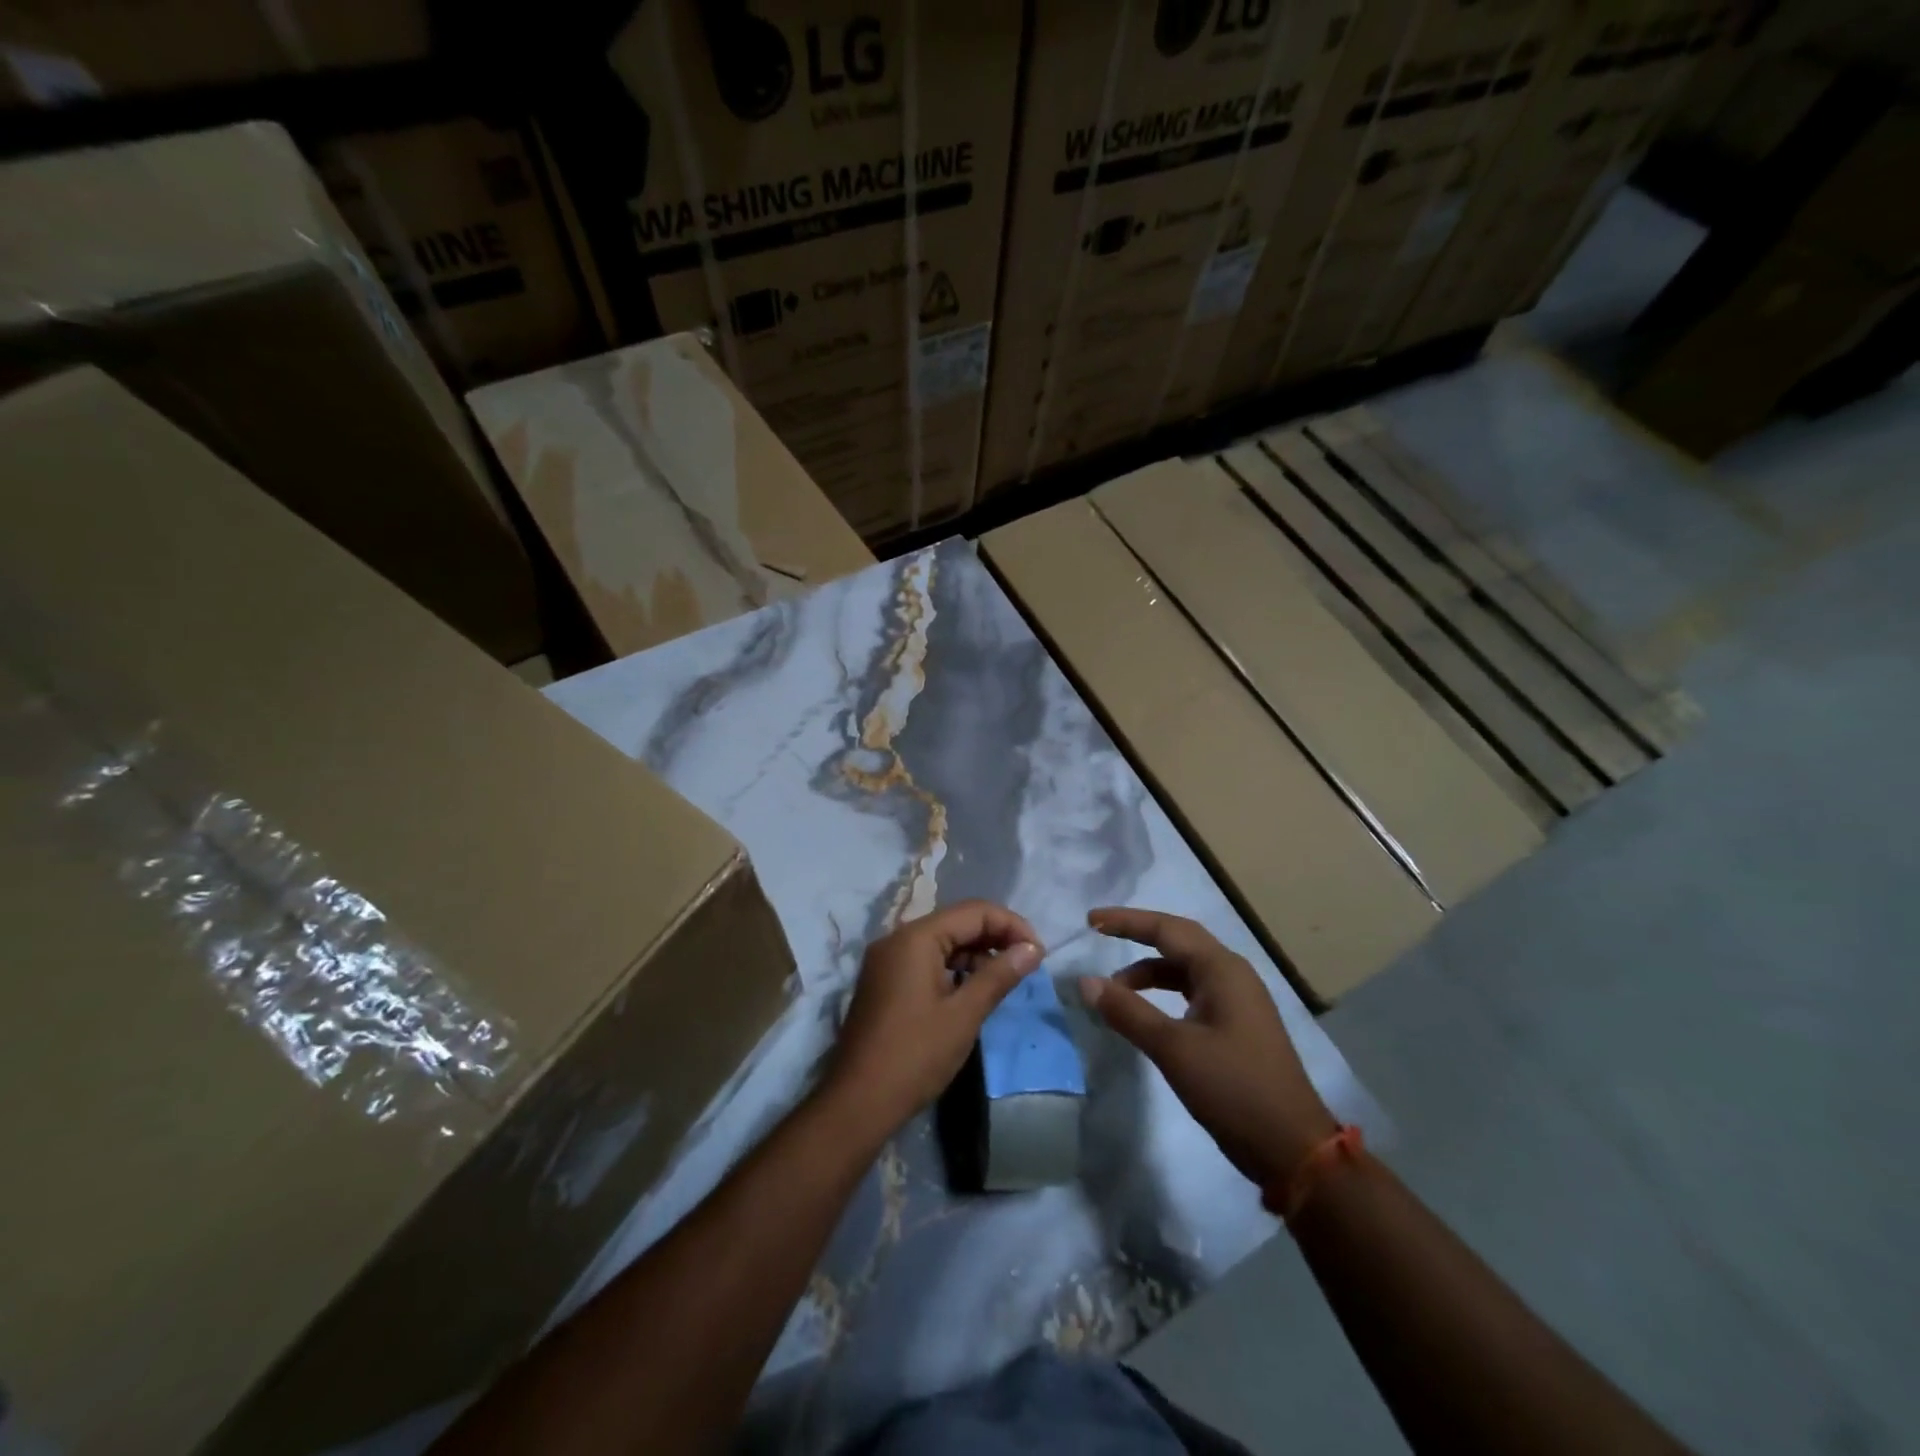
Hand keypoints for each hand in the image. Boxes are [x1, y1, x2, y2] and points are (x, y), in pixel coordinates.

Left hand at [823, 900, 1043, 1137]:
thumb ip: (999, 975)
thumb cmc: (914, 1056)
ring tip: (1006, 978)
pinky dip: (954, 968)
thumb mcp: (964, 1015)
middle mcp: (897, 938)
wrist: (856, 1103)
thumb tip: (1033, 949)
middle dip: (995, 937)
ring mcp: (887, 960)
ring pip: (942, 941)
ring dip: (976, 953)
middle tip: (1028, 963)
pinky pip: (926, 960)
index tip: (1039, 952)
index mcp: (915, 937)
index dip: (1011, 925)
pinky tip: (973, 990)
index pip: (974, 911)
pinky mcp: (884, 981)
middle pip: (957, 922)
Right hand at [1078, 907, 1336, 1188]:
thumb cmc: (1233, 1089)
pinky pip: (1193, 992)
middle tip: (1100, 935)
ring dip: (1149, 972)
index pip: (1166, 929)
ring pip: (1185, 969)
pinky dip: (1165, 994)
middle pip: (1178, 940)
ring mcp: (1238, 1000)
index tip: (1091, 921)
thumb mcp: (1173, 1048)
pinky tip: (1147, 1014)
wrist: (1293, 1148)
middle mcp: (1232, 974)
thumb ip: (1127, 1011)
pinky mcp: (1238, 1025)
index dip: (1127, 921)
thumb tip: (1085, 981)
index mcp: (1221, 969)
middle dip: (1138, 935)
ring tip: (1115, 990)